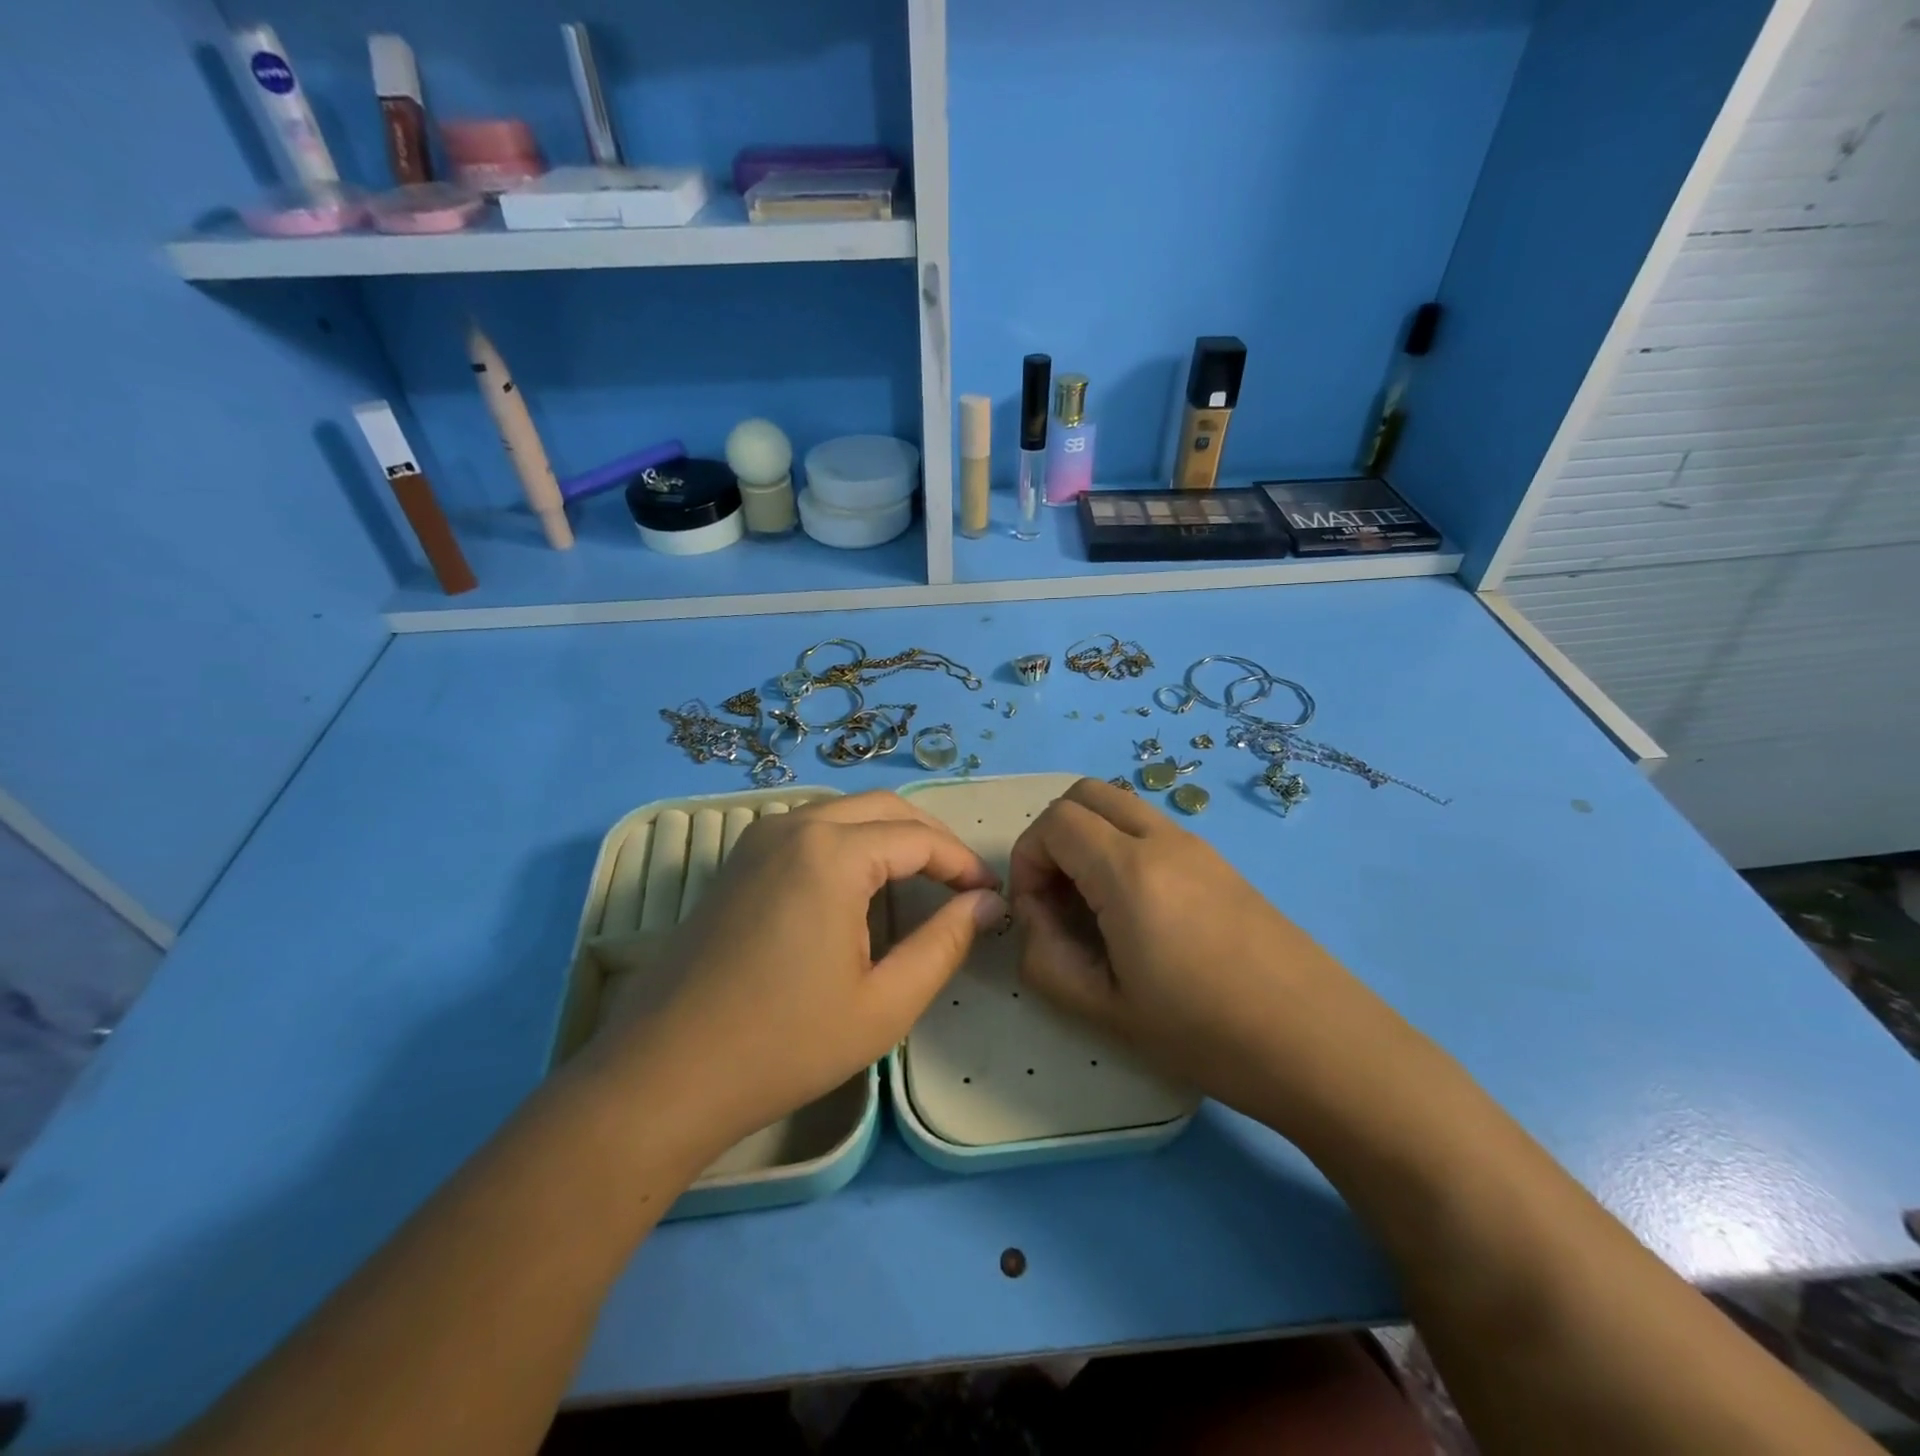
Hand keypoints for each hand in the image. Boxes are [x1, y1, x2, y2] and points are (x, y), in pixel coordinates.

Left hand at [586, 792, 1006, 1159]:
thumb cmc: (783, 1044)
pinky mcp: (738, 861)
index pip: (919, 838)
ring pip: (845, 813)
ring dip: (891, 835)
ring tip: (922, 881)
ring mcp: (758, 839)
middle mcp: (794, 826)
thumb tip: (988, 904)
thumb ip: (945, 944)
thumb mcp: (884, 1004)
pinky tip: (860, 886)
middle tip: (964, 883)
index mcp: (832, 853)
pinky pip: (810, 829)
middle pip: (884, 808)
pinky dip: (851, 842)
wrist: (662, 1075)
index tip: (991, 896)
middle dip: (931, 838)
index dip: (963, 863)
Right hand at [1009, 778, 1387, 1122]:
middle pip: (1085, 794)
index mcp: (1129, 870)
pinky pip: (1153, 830)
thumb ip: (1045, 958)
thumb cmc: (1206, 1033)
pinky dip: (1123, 849)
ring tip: (1095, 907)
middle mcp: (1163, 840)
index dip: (1027, 859)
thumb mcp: (1104, 1009)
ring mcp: (1199, 846)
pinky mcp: (1222, 863)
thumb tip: (1036, 917)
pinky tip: (1139, 914)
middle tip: (1057, 896)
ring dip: (1090, 839)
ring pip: (1122, 807)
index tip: (1034, 912)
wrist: (1322, 1045)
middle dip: (1053, 835)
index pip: (1054, 822)